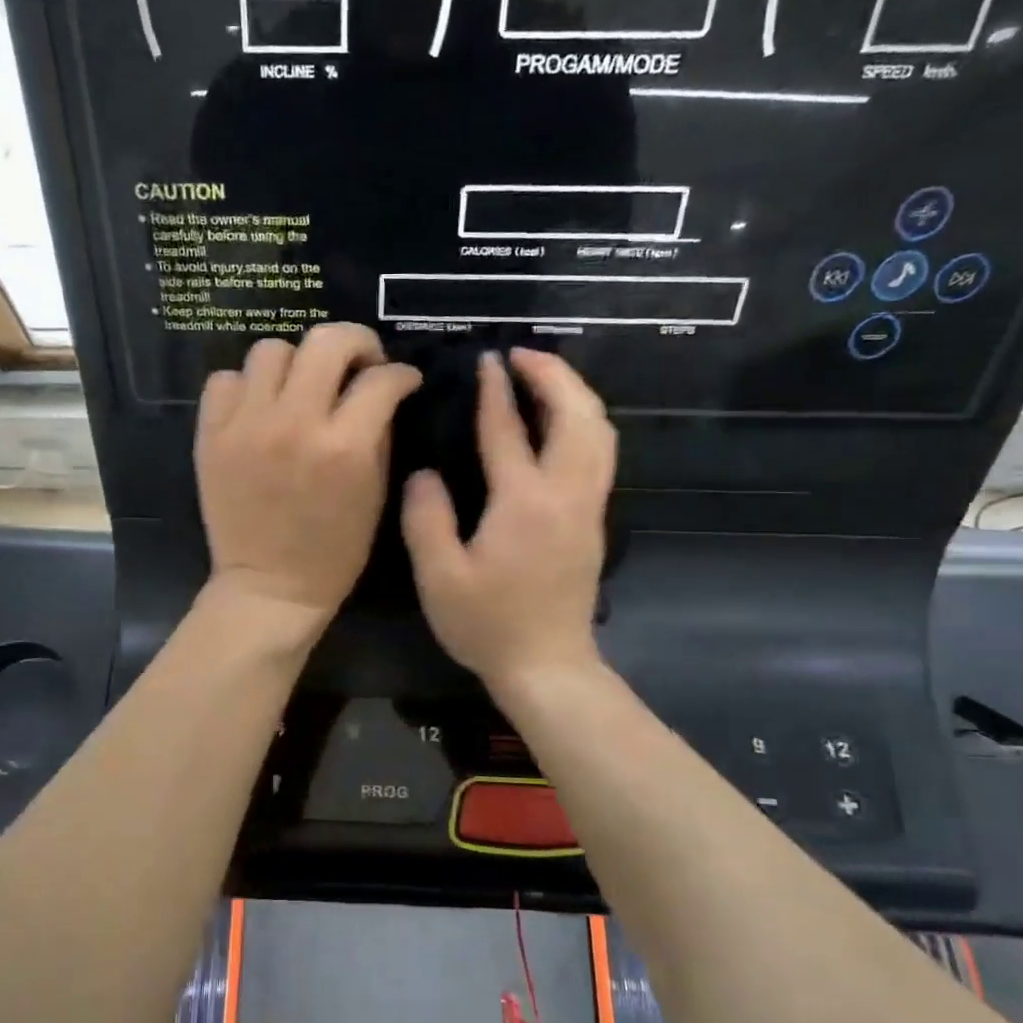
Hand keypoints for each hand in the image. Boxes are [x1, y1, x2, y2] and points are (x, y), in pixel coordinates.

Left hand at [197, 324, 421, 630]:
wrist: (270, 587)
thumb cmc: (334, 551)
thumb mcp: (375, 494)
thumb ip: (380, 434)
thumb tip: (383, 391)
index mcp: (344, 446)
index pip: (381, 379)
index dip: (401, 373)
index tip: (402, 380)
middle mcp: (294, 423)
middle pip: (326, 341)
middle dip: (356, 342)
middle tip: (359, 363)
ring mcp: (246, 426)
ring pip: (271, 349)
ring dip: (296, 362)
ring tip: (302, 386)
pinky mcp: (211, 435)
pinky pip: (224, 380)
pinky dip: (246, 386)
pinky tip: (260, 408)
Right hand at [402, 349, 614, 691]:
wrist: (548, 666)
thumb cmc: (488, 625)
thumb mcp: (440, 578)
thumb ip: (426, 519)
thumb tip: (423, 473)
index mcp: (524, 503)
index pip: (509, 430)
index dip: (496, 391)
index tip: (487, 359)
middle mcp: (565, 494)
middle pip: (578, 416)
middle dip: (555, 375)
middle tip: (523, 355)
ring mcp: (587, 508)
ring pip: (599, 432)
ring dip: (575, 395)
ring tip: (543, 379)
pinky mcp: (593, 522)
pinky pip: (599, 453)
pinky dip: (582, 422)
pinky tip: (558, 424)